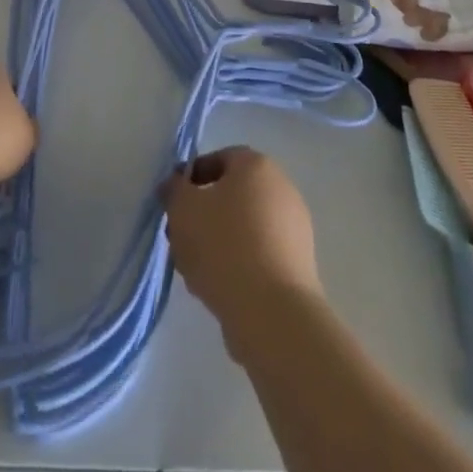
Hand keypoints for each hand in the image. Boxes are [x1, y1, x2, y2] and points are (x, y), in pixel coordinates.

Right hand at [162, 147, 322, 333]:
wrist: (272, 312)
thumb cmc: (223, 245)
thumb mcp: (183, 209)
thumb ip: (174, 190)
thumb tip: (175, 184)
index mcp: (256, 165)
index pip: (219, 159)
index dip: (192, 178)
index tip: (173, 203)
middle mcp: (281, 188)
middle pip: (232, 195)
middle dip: (203, 214)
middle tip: (180, 238)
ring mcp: (295, 227)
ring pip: (244, 227)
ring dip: (218, 242)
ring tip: (195, 271)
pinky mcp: (299, 265)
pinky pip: (259, 254)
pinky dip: (239, 264)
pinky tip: (220, 288)